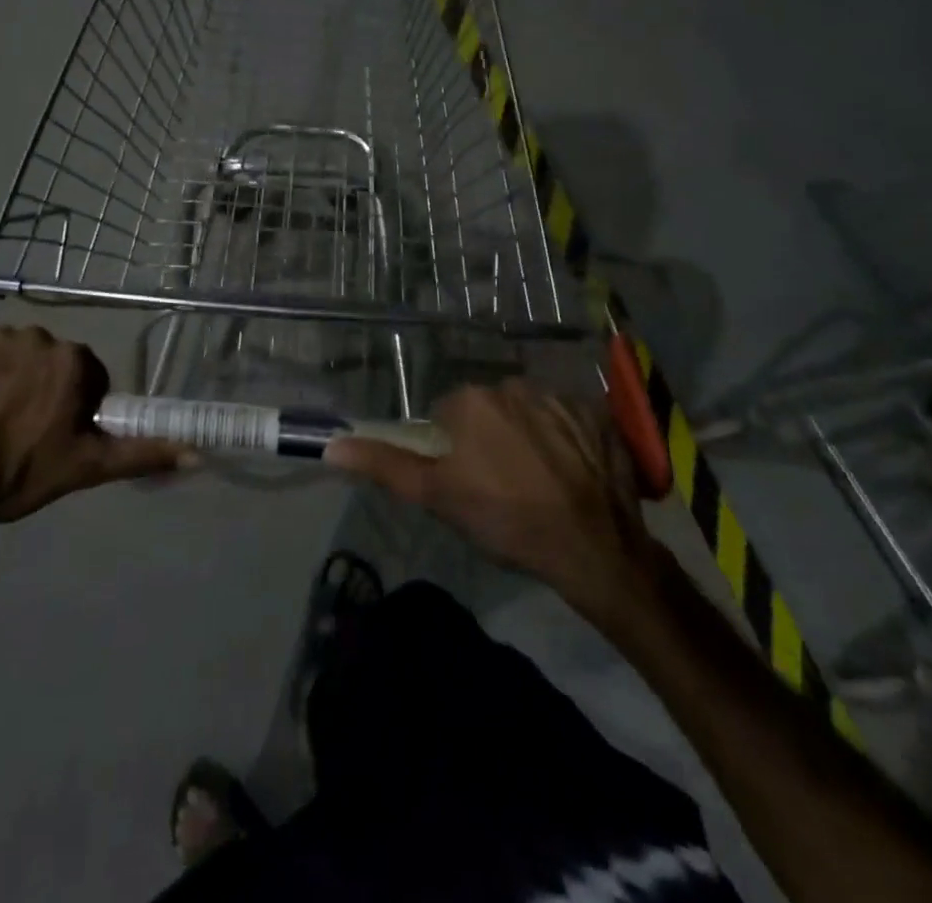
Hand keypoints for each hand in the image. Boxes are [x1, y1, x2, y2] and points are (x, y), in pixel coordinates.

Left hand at [0, 326, 192, 532]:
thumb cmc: (14, 474)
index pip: (85, 376)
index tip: (51, 435)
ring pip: (6, 354)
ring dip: (0, 378)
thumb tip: (198, 453)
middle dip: (37, 387)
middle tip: (16, 431)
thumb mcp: (84, 468)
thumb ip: (141, 454)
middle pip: (45, 360)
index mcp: (72, 361)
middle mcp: (36, 336)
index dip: (71, 406)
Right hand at [325, 380, 662, 608]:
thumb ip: (385, 465)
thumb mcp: (436, 497)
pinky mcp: (598, 413)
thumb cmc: (504, 520)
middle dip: (492, 437)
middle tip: (505, 485)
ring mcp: (560, 396)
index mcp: (471, 400)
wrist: (591, 546)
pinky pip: (571, 418)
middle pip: (490, 409)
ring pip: (530, 411)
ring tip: (542, 481)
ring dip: (530, 435)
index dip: (455, 450)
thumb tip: (332, 445)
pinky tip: (574, 472)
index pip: (449, 415)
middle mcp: (513, 384)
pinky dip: (569, 438)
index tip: (471, 482)